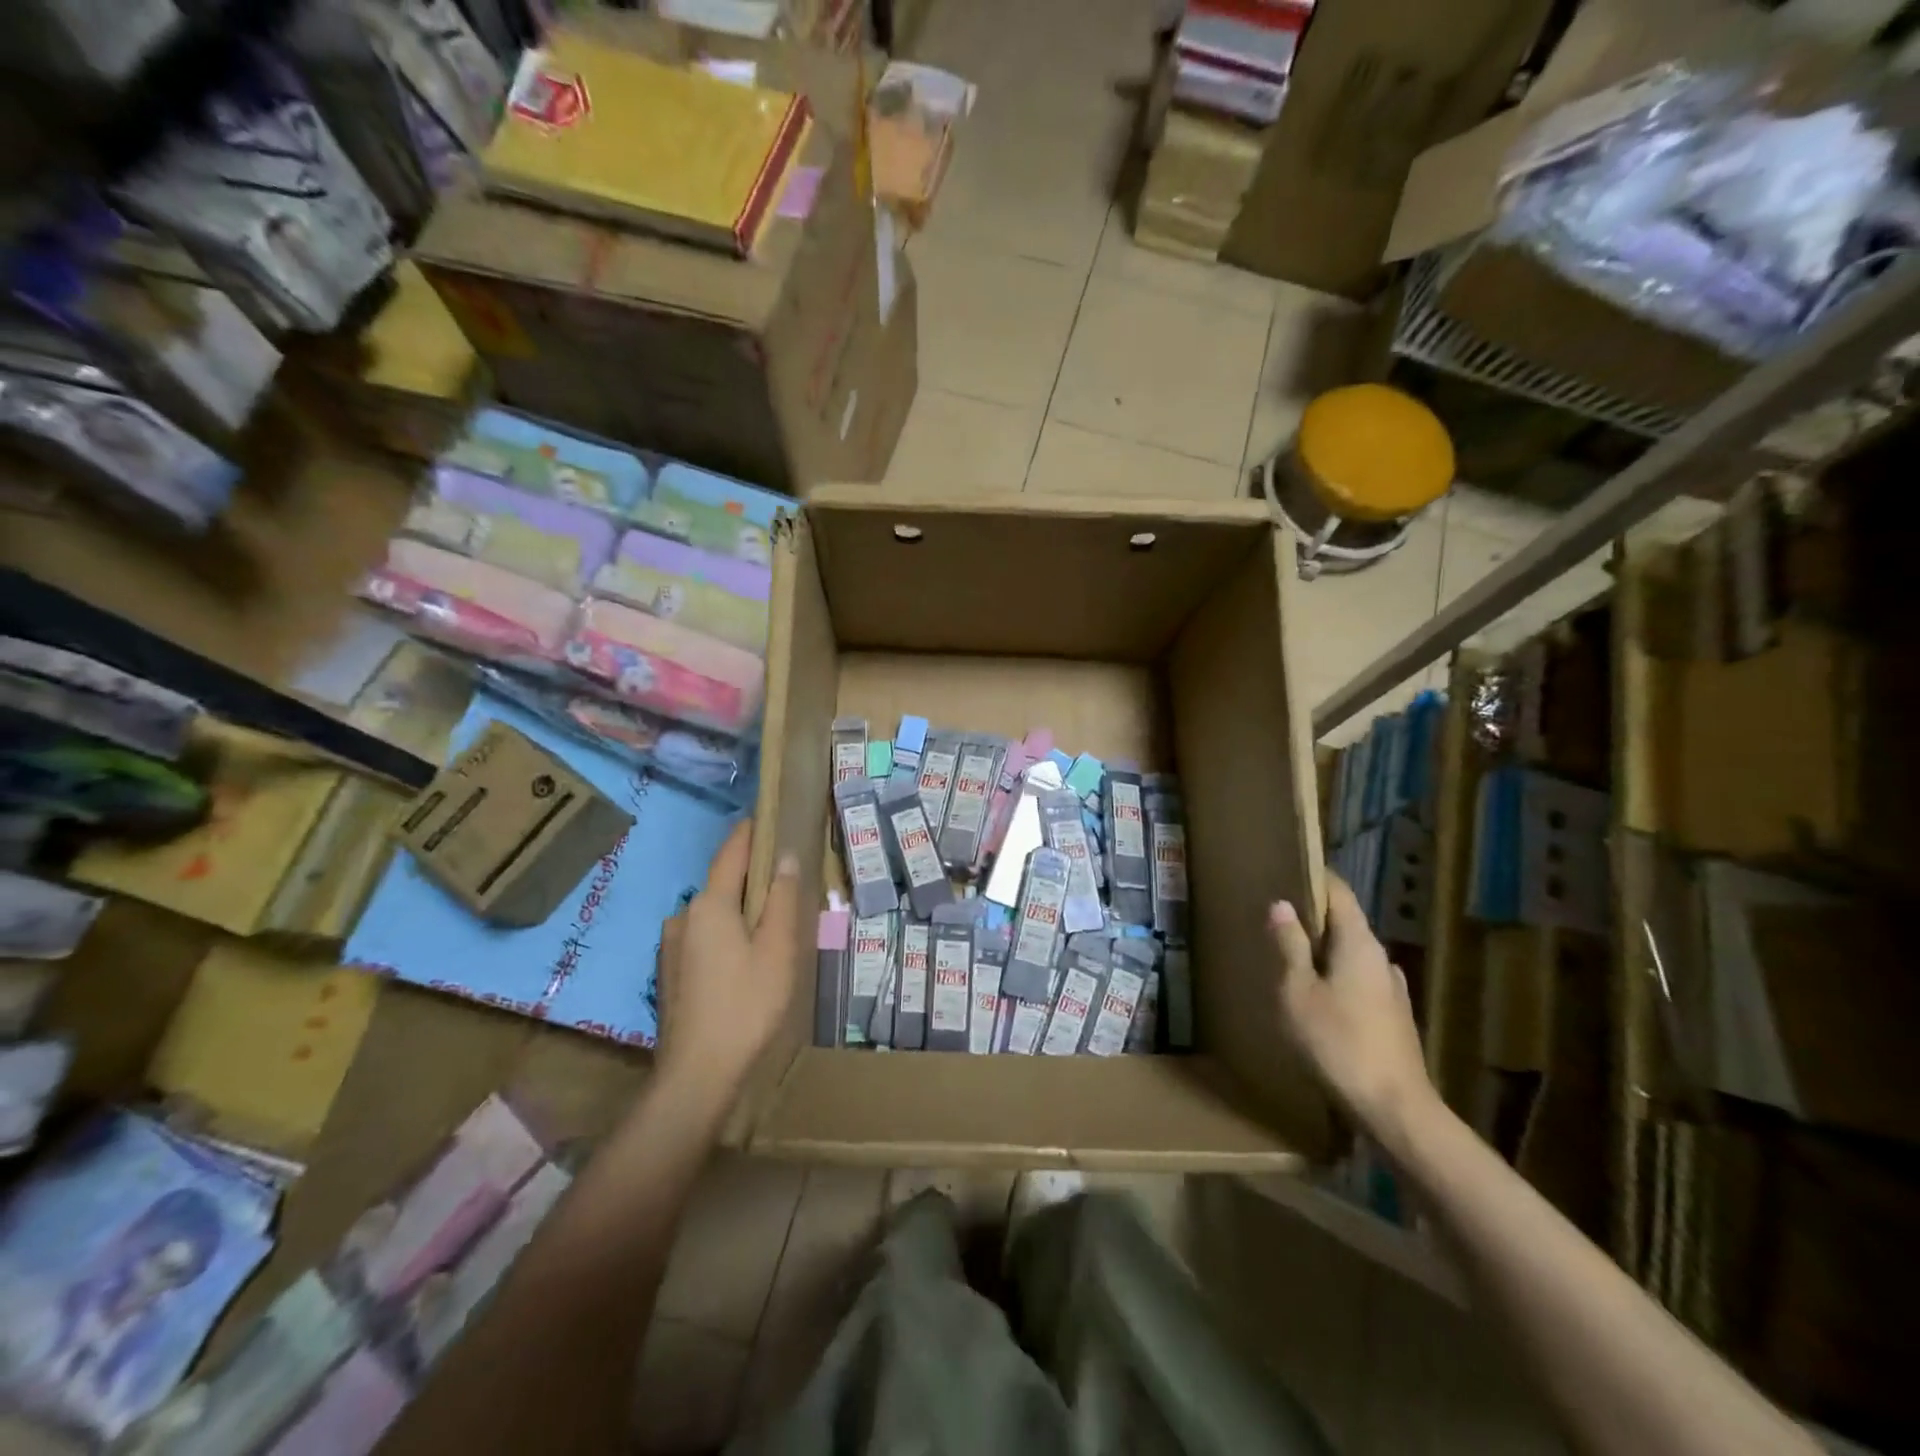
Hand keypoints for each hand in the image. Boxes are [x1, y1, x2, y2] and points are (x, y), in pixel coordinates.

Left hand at [656, 822, 800, 1099]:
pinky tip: (746, 959)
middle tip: (787, 882)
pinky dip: (727, 934)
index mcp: (710, 904)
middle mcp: (683, 915)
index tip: (770, 817)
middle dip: (753, 878)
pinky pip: (704, 937)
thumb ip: (782, 899)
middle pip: (723, 883)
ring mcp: (672, 946)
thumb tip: (784, 856)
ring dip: (740, 910)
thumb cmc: (746, 1005)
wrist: (697, 1075)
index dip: (751, 832)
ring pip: (713, 913)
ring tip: (772, 925)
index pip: (732, 852)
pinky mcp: (670, 972)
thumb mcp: (777, 950)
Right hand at [1270, 875, 1437, 1144]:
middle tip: (1275, 919)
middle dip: (1312, 918)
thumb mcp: (1297, 991)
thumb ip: (1290, 946)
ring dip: (1323, 952)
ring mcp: (1392, 989)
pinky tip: (1316, 999)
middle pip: (1346, 924)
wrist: (1395, 1109)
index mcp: (1359, 943)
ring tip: (1289, 959)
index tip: (1286, 871)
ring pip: (1352, 955)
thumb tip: (1282, 905)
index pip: (1339, 893)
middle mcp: (1382, 958)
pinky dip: (1335, 978)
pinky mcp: (1393, 1018)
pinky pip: (1359, 982)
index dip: (1314, 879)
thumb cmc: (1338, 1042)